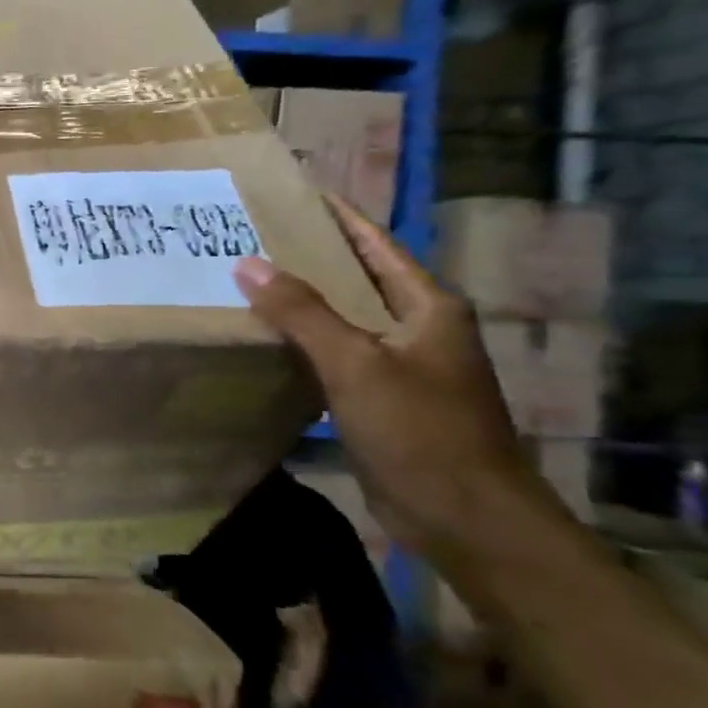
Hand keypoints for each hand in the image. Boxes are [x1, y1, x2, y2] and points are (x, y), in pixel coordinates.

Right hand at [232, 196, 551, 551]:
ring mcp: (400, 365)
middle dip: (308, 257)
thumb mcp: (356, 363)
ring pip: (342, 318)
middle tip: (250, 236)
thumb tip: (247, 263)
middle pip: (357, 278)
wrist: (463, 515)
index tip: (293, 193)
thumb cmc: (420, 429)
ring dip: (300, 302)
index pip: (376, 244)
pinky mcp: (381, 398)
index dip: (338, 217)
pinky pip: (333, 355)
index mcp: (428, 306)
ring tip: (244, 280)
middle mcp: (418, 327)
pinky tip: (262, 339)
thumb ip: (302, 312)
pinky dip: (300, 342)